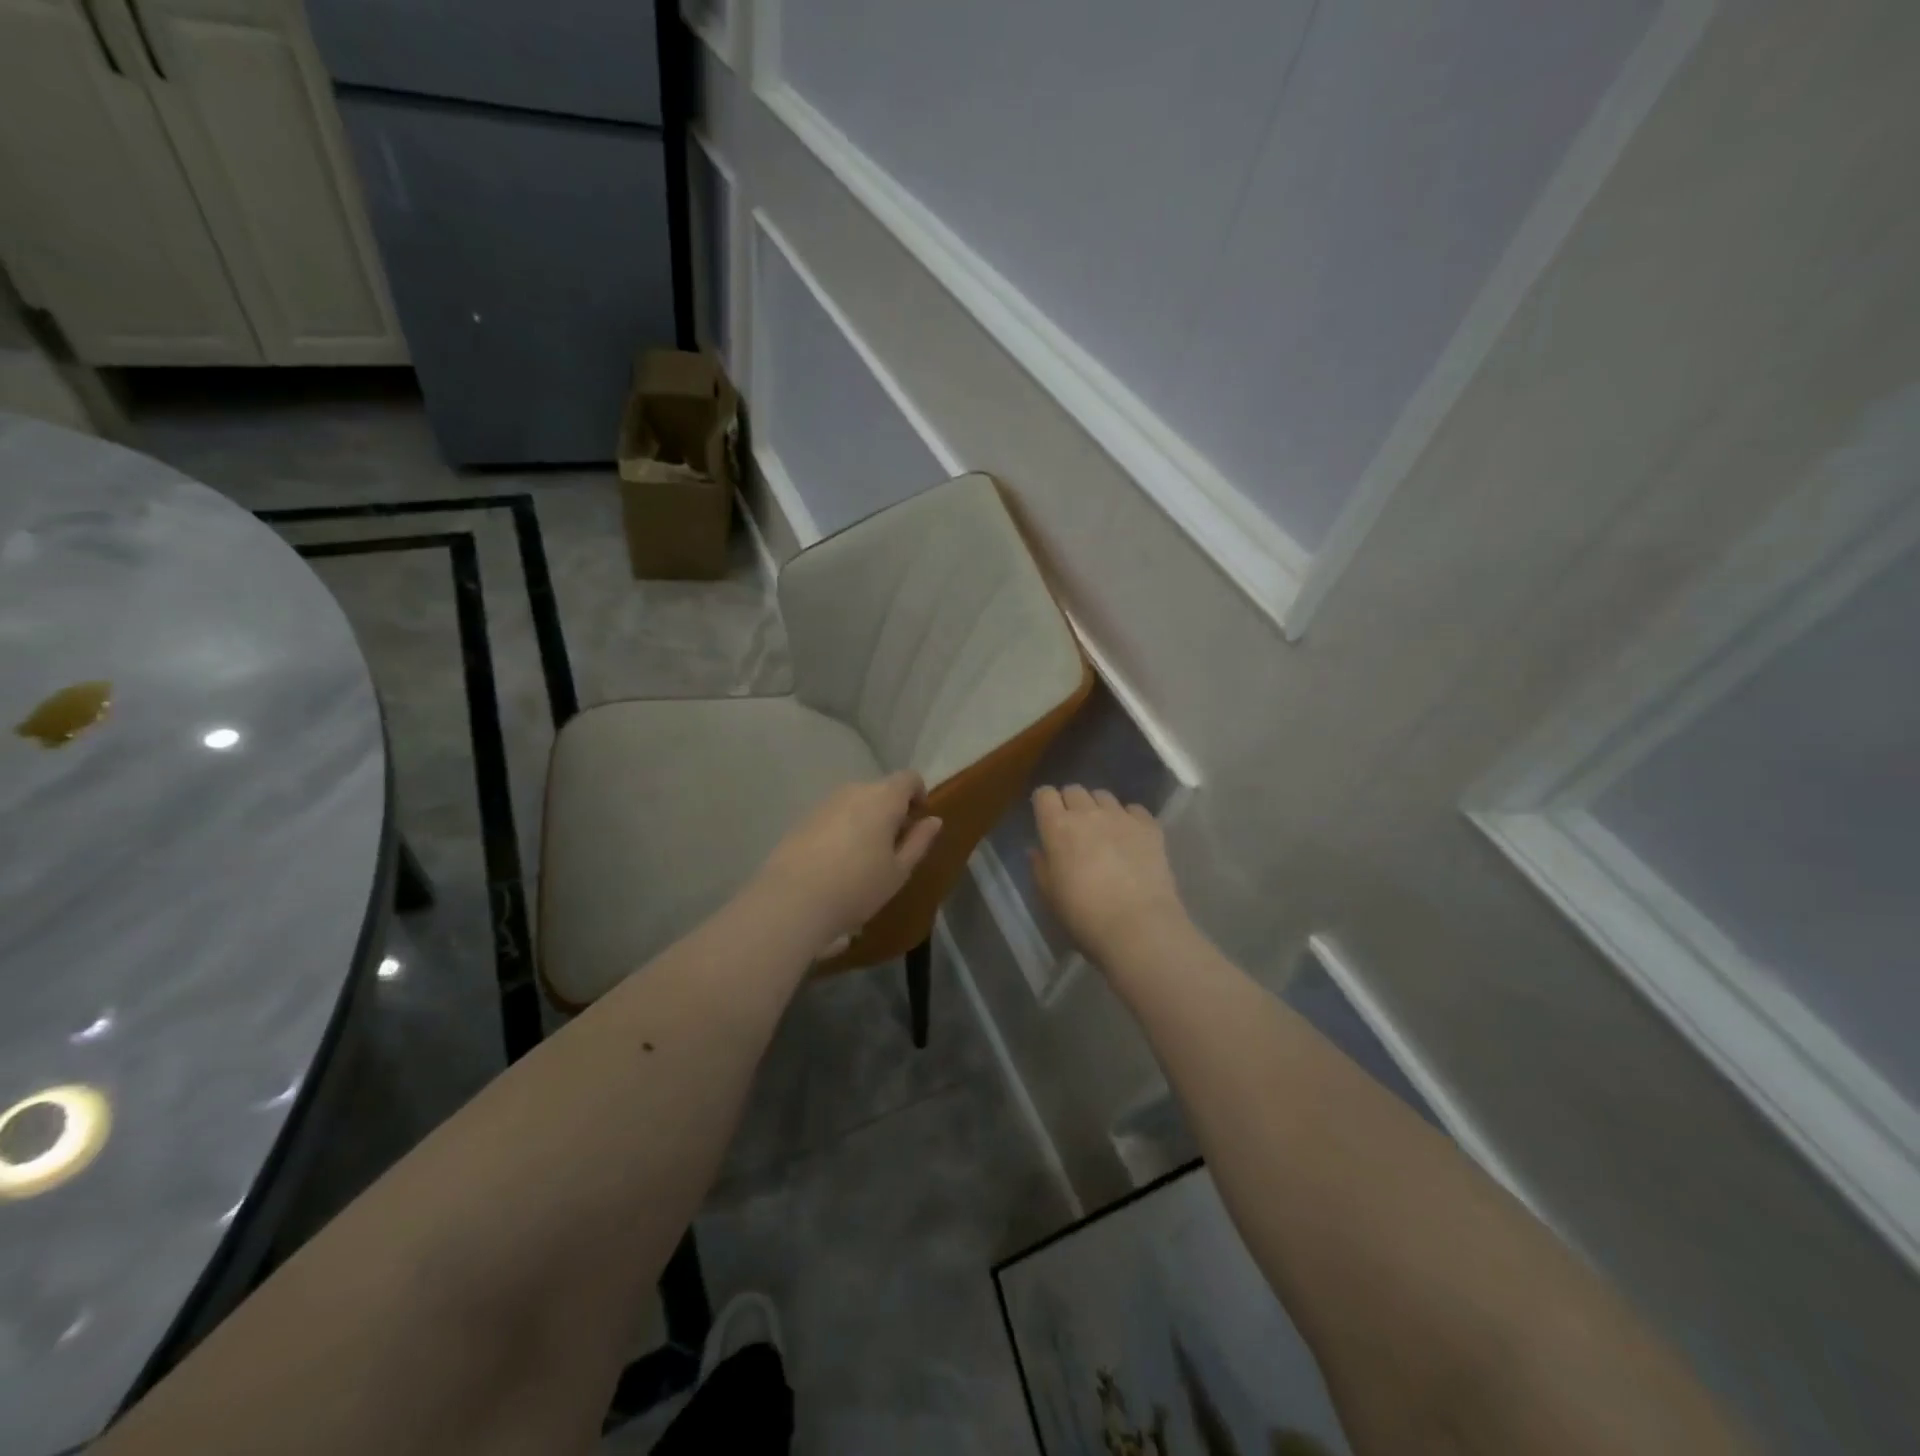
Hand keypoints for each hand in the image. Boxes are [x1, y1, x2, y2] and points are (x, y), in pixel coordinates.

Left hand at [757, 771, 943, 955]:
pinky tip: (836, 864)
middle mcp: (854, 791)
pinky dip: (842, 830)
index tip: (918, 821)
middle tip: (894, 847)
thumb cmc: (858, 886)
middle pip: (881, 790)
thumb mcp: (898, 870)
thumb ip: (919, 841)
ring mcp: (825, 803)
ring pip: (855, 803)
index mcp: (883, 798)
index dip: (918, 795)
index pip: (909, 778)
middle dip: (891, 811)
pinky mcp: (803, 819)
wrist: (792, 901)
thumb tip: (933, 820)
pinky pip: (833, 816)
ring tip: (864, 858)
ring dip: (866, 820)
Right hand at [1030, 786, 1187, 962]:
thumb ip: (1040, 867)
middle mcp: (1088, 813)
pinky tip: (1130, 837)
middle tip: (1074, 827)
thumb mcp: (1050, 896)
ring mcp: (1121, 817)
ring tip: (1103, 830)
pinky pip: (1134, 809)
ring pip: (1104, 796)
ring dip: (1098, 808)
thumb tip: (1036, 850)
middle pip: (1074, 790)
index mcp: (1058, 827)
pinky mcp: (1149, 826)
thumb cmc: (1084, 915)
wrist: (1138, 926)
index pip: (1044, 794)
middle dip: (1070, 803)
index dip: (1044, 803)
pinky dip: (1129, 818)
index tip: (1046, 818)